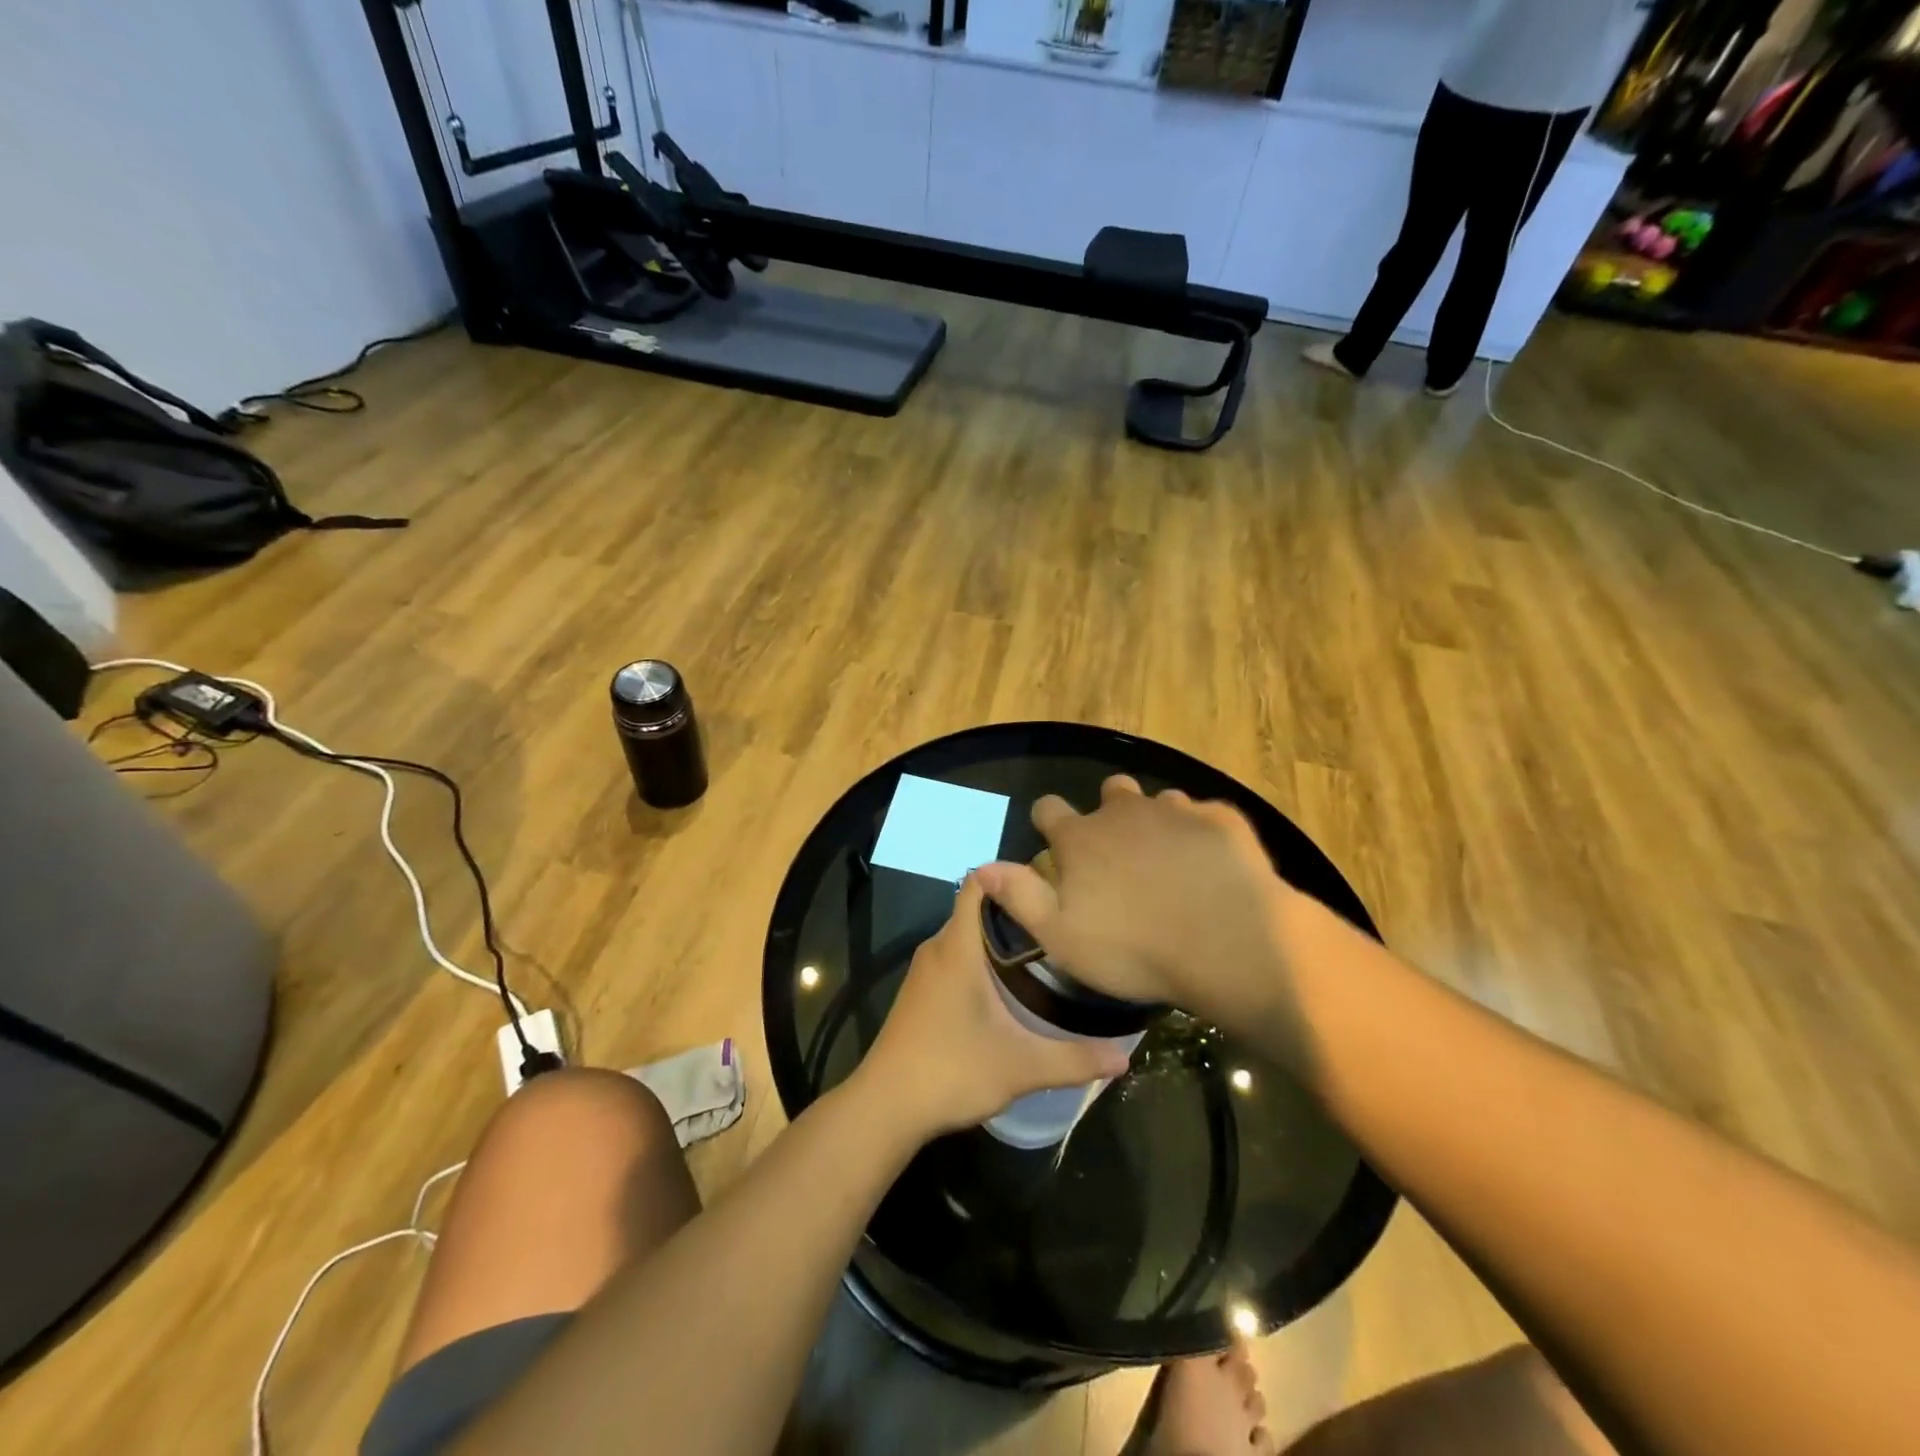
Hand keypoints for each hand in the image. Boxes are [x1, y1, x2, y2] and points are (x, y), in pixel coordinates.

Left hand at [858, 874, 1132, 1139]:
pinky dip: (982, 958)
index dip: (1011, 876)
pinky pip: (955, 956)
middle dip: (1016, 910)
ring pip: (966, 934)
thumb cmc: (951, 1070)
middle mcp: (938, 947)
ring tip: (1045, 950)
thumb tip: (1125, 1057)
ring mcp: (925, 970)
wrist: (885, 1107)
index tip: (1050, 887)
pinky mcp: (920, 992)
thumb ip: (1074, 1059)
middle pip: (977, 907)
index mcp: (957, 946)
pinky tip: (1010, 985)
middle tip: (1061, 923)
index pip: (978, 882)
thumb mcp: (1021, 1067)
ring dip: (999, 937)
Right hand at [975, 776, 1297, 1038]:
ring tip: (1169, 859)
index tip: (1054, 841)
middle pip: (1109, 791)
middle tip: (1119, 853)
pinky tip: (1210, 863)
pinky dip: (1200, 833)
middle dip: (1108, 812)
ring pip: (1158, 800)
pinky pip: (1203, 814)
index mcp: (1081, 838)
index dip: (1048, 821)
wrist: (1228, 943)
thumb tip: (980, 865)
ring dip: (1156, 820)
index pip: (1049, 808)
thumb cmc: (1134, 949)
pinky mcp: (1221, 820)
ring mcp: (1176, 810)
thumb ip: (1020, 896)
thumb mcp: (1061, 937)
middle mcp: (1124, 812)